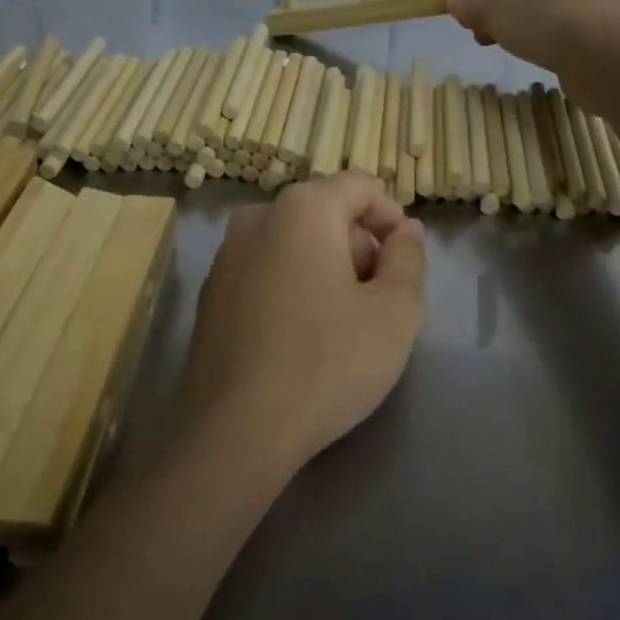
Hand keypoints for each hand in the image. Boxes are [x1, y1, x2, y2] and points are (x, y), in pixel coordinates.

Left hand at [179, 174, 426, 479]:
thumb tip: (406, 229)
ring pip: (295, 242)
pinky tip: (300, 338)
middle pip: (326, 213)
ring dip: (326, 268)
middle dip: (359, 247)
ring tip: (342, 324)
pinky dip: (292, 286)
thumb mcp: (394, 312)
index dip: (392, 219)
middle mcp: (258, 217)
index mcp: (303, 208)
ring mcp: (226, 254)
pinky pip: (266, 270)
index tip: (405, 264)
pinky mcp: (210, 292)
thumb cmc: (326, 363)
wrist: (234, 432)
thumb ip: (409, 258)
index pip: (361, 187)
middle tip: (377, 302)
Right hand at [447, 0, 619, 75]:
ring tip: (499, 43)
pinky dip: (545, 35)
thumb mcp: (497, 10)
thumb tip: (453, 0)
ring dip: (520, 23)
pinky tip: (529, 51)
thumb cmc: (549, 20)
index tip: (462, 6)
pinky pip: (566, 26)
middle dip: (501, 7)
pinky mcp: (610, 28)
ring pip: (548, 6)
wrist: (605, 62)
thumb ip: (472, 4)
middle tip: (478, 30)